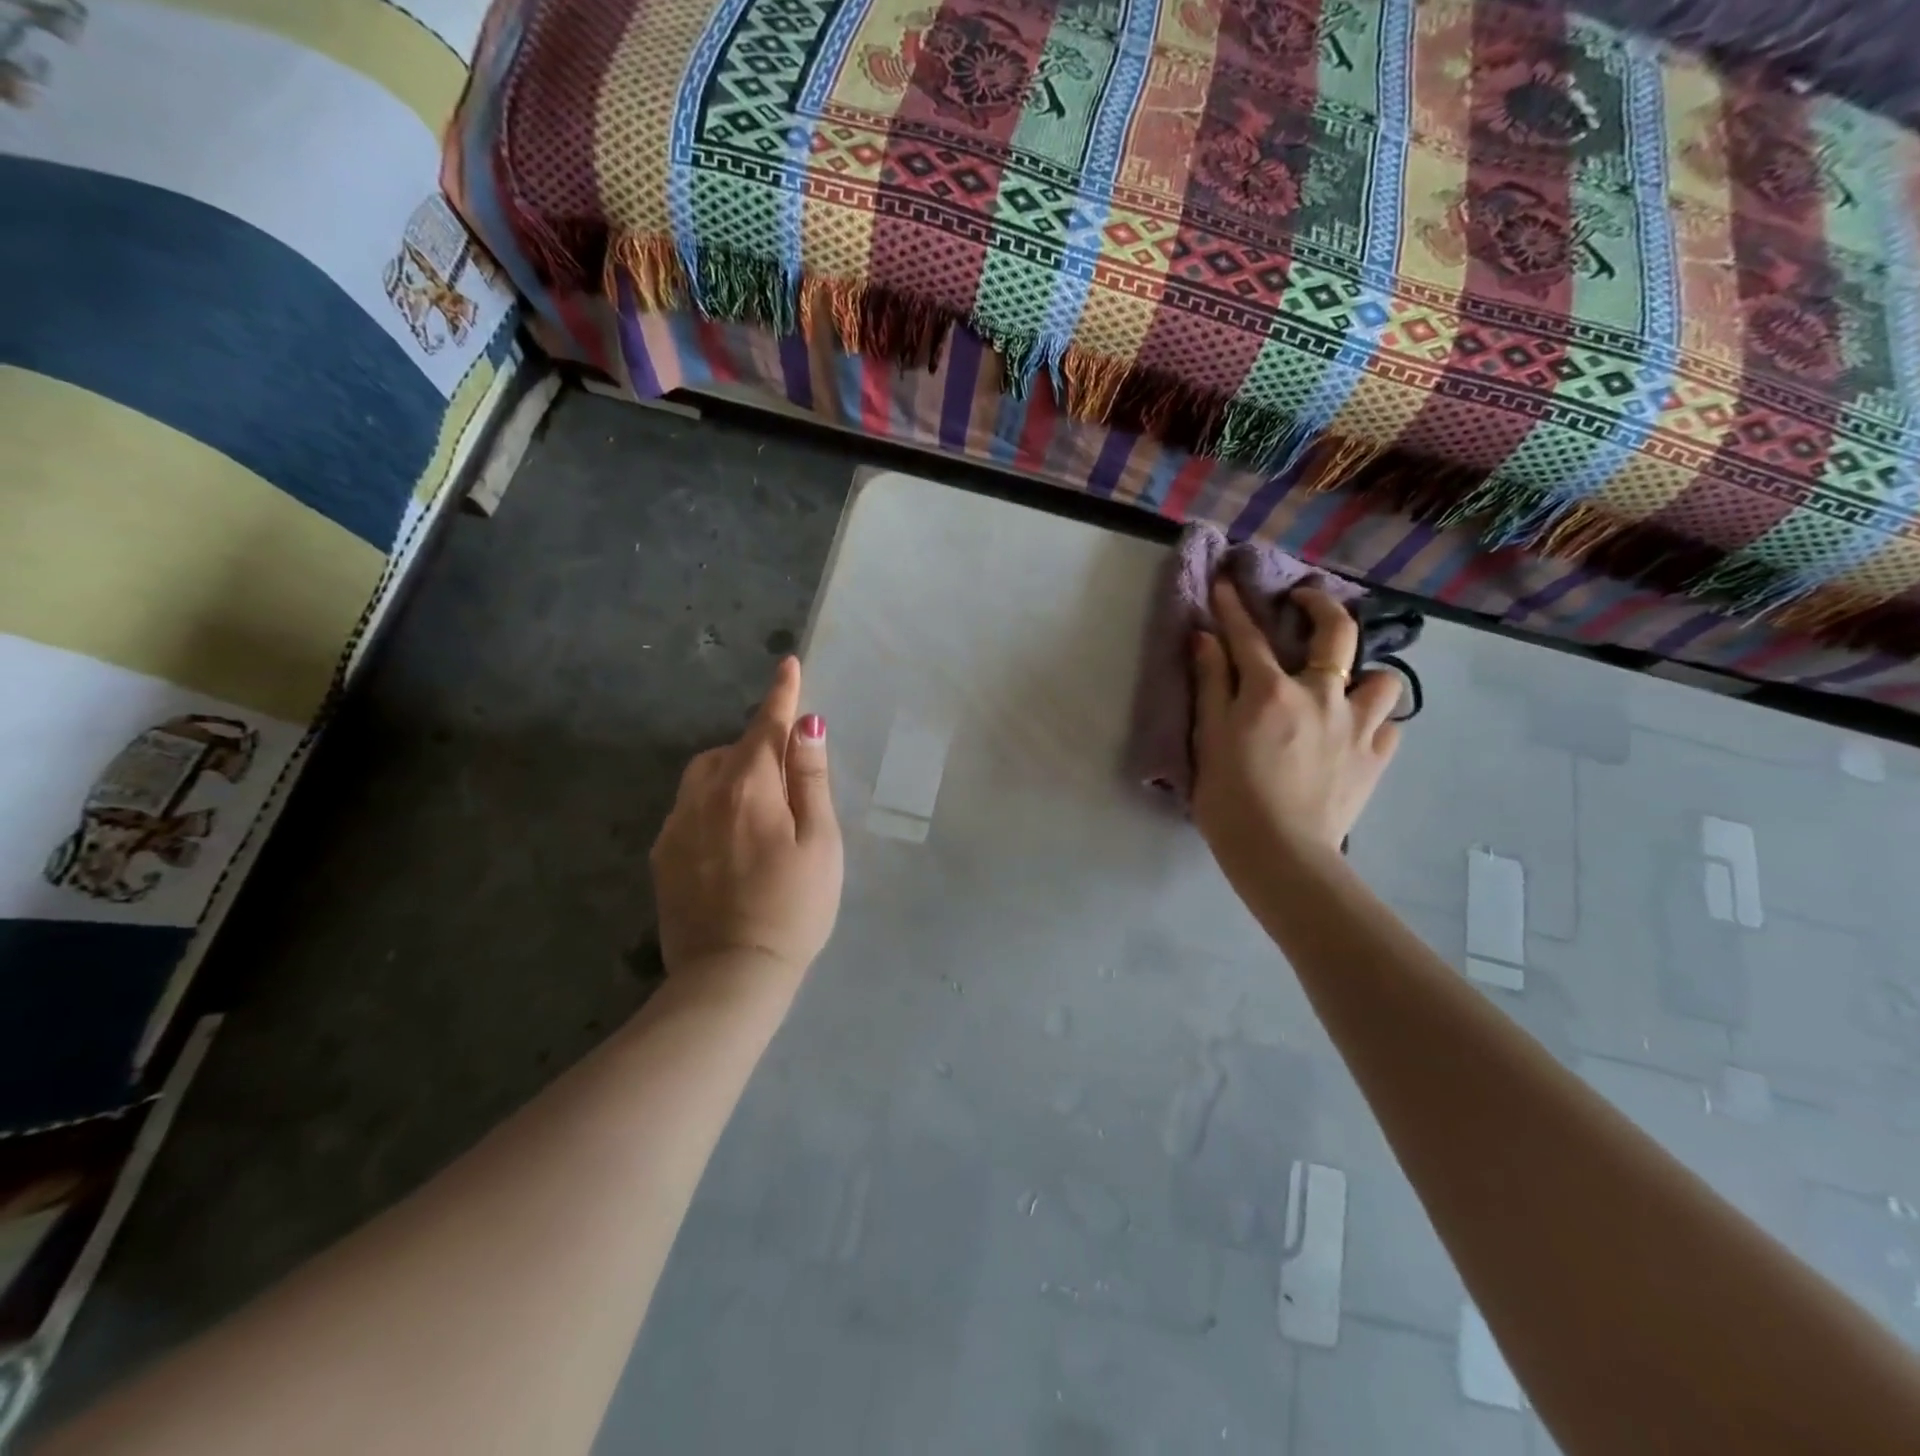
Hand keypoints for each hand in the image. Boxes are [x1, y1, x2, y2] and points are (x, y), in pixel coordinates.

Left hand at [650, 657, 843, 989]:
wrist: (731, 977)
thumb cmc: (794, 908)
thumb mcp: (820, 843)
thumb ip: (811, 780)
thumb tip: (807, 725)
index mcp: (749, 788)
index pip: (766, 726)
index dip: (782, 694)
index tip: (788, 664)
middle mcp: (703, 796)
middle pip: (732, 750)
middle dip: (759, 746)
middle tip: (790, 777)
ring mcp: (676, 826)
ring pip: (704, 776)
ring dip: (732, 772)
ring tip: (760, 808)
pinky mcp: (662, 855)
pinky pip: (688, 808)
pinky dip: (712, 803)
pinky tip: (731, 842)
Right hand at [1190, 581, 1402, 874]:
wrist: (1280, 853)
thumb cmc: (1230, 798)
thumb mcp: (1208, 738)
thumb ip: (1210, 684)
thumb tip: (1205, 637)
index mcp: (1271, 691)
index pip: (1248, 636)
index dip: (1234, 607)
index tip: (1226, 584)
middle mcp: (1321, 696)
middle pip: (1336, 632)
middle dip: (1321, 604)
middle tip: (1305, 600)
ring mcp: (1357, 726)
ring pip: (1383, 678)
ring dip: (1365, 674)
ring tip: (1345, 687)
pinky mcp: (1375, 758)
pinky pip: (1388, 726)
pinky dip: (1373, 723)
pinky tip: (1354, 734)